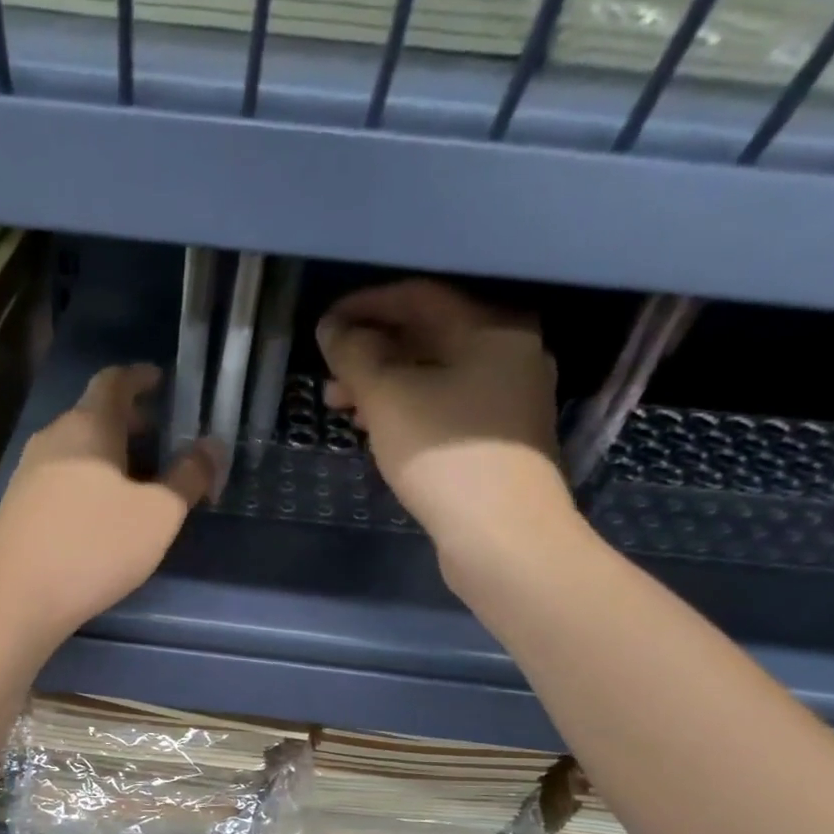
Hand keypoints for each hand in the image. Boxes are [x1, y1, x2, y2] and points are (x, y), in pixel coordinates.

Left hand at [0, 364, 214, 651]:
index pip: (114, 381)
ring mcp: (29, 474)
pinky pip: (62, 479)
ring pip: (77, 451)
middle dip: (130, 422)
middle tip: (161, 437)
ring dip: (109, 456)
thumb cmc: (94, 546)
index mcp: (89, 426)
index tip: (161, 380)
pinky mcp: (18, 509)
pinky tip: (102, 515)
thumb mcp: (158, 515)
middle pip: (94, 416)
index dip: (139, 377)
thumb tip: (213, 447)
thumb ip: (189, 478)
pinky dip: (89, 482)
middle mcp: (53, 439)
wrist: (13, 598)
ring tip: (138, 481)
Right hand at [317, 280, 568, 547]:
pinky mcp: (500, 441)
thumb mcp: (389, 399)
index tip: (324, 328)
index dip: (364, 307)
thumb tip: (333, 329)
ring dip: (385, 387)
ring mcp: (509, 399)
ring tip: (343, 410)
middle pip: (428, 337)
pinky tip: (379, 433)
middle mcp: (509, 352)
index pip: (418, 297)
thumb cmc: (446, 457)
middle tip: (329, 380)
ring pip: (435, 377)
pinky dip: (408, 411)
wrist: (504, 537)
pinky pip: (445, 408)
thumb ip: (356, 356)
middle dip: (371, 353)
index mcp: (491, 327)